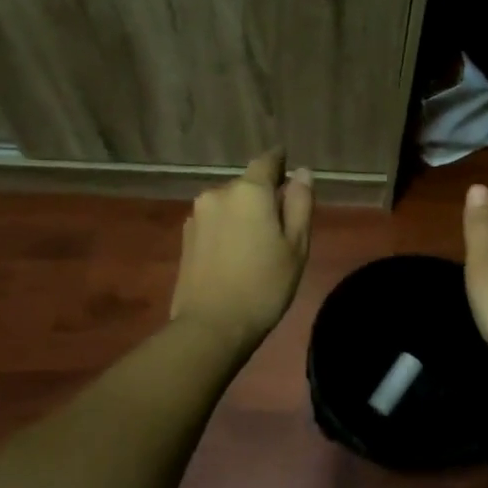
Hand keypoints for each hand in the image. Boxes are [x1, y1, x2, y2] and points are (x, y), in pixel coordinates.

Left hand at [170, 150, 314, 353]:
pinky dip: (228, 229)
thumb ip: (299, 204)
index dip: (280, 162)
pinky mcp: (185, 237)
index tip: (290, 168)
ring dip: (243, 214)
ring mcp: (197, 215)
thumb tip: (301, 173)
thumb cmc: (264, 285)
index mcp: (249, 191)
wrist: (211, 327)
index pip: (267, 161)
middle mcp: (218, 193)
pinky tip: (235, 255)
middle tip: (281, 225)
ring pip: (229, 204)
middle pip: (247, 185)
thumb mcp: (296, 246)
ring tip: (257, 245)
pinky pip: (215, 222)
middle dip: (263, 196)